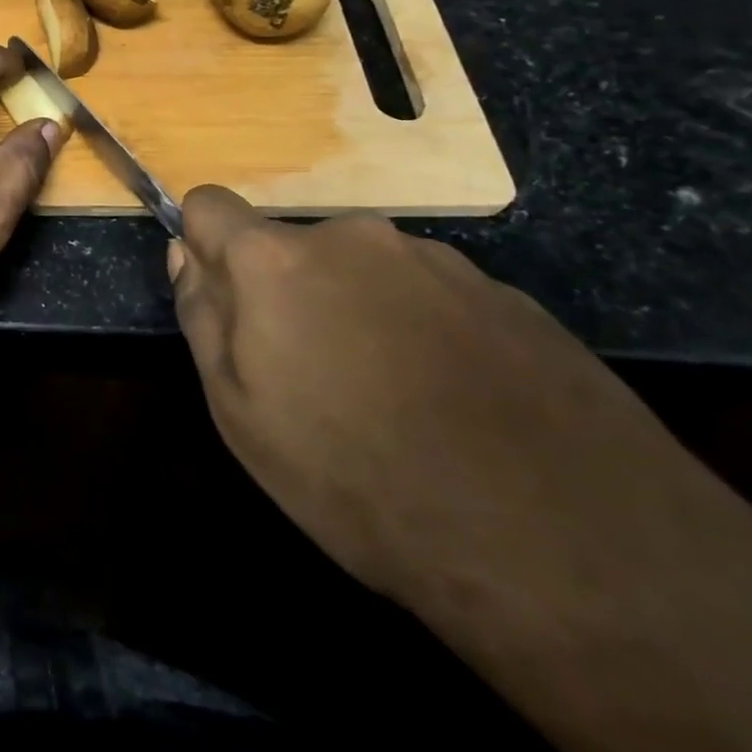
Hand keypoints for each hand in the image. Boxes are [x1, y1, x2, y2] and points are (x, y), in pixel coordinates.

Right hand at [167, 185, 751, 609]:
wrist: (566, 545)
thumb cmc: (359, 477)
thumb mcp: (240, 412)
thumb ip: (202, 316)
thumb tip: (185, 253)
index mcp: (277, 259)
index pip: (209, 206)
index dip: (203, 246)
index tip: (224, 301)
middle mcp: (354, 237)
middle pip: (291, 247)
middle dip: (286, 293)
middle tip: (312, 379)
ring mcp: (437, 261)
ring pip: (364, 272)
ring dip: (357, 312)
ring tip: (394, 401)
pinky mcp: (508, 295)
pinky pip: (432, 298)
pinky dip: (423, 333)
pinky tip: (457, 406)